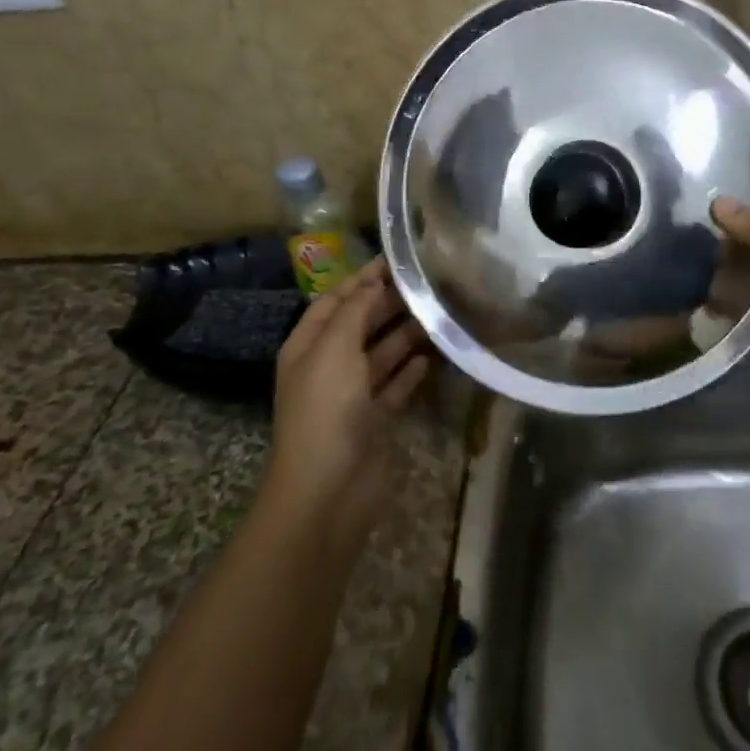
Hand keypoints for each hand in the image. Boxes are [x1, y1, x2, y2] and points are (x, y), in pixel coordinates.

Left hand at [266, 258, 433, 546]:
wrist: (328, 492)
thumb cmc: (326, 410)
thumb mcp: (335, 348)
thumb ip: (355, 310)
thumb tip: (374, 281)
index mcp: (309, 346)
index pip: (336, 300)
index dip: (363, 278)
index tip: (399, 259)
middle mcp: (329, 366)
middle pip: (361, 324)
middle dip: (389, 303)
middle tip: (430, 282)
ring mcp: (352, 395)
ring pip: (382, 353)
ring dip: (406, 334)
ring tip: (440, 312)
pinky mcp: (375, 420)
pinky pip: (396, 386)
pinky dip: (412, 370)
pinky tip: (434, 355)